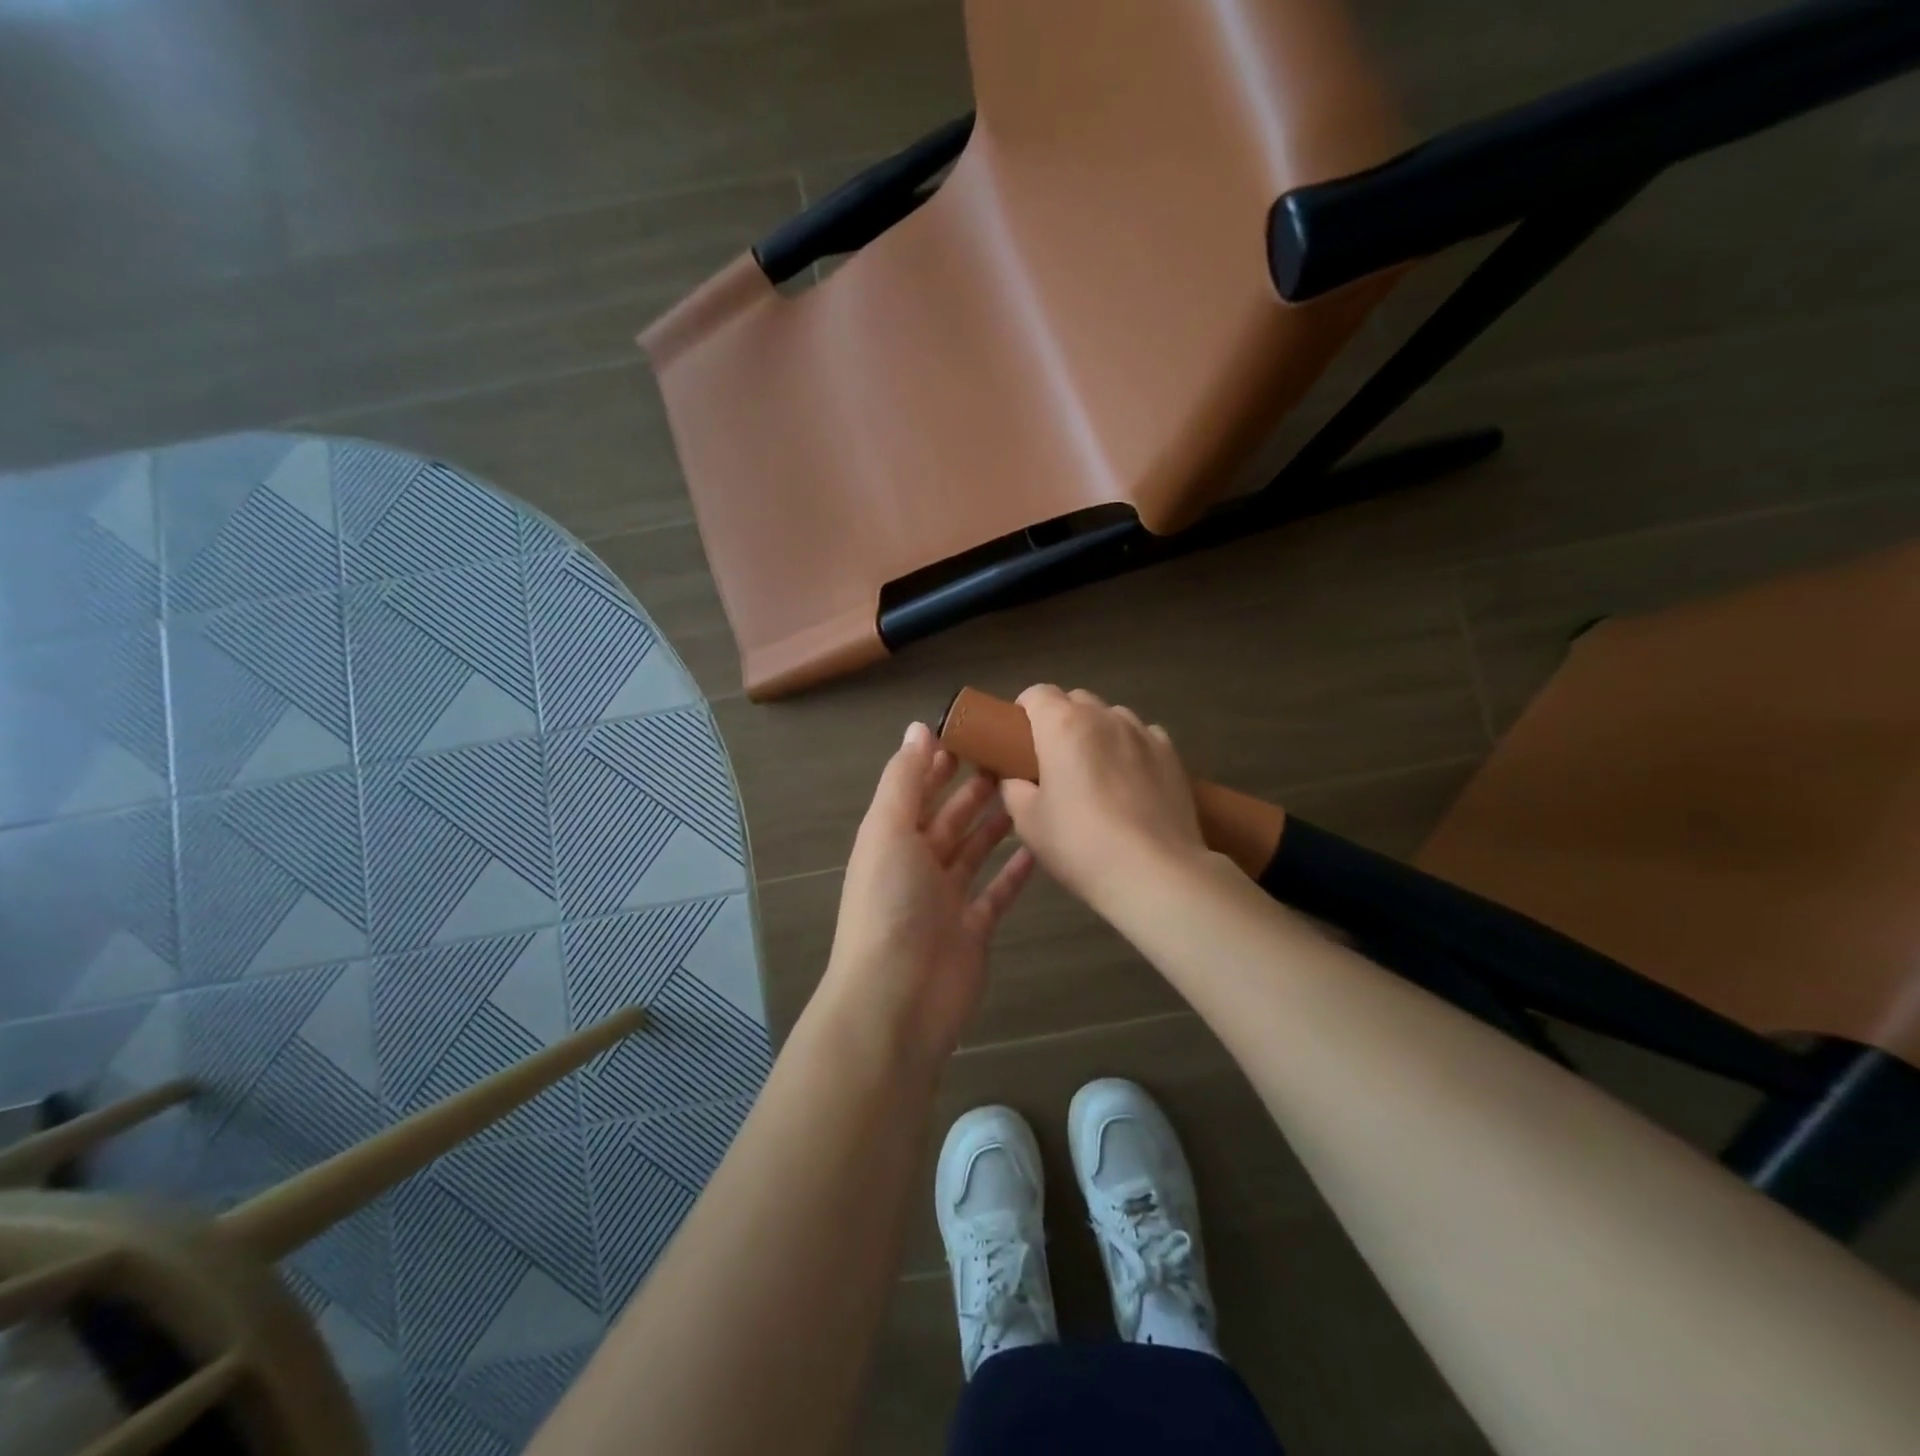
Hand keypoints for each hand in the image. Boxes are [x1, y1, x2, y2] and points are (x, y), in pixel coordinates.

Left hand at [820, 722, 1035, 1058]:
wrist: (898, 999)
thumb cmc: (890, 904)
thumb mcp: (888, 830)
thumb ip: (905, 780)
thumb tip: (917, 727)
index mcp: (891, 838)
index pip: (918, 788)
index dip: (943, 760)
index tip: (979, 731)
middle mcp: (917, 864)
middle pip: (951, 818)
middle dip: (977, 787)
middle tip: (1017, 758)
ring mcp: (946, 898)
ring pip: (976, 851)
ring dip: (997, 823)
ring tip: (1031, 792)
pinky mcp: (974, 928)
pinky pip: (997, 891)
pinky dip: (1015, 871)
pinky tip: (1039, 847)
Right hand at [998, 685, 1207, 911]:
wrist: (1154, 873)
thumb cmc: (1080, 844)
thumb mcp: (1028, 822)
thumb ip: (1013, 788)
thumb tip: (1015, 779)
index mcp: (1063, 725)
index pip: (1037, 693)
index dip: (1024, 710)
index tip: (1020, 739)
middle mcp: (1104, 717)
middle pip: (1076, 700)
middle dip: (1060, 720)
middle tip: (1053, 759)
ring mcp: (1143, 732)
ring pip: (1112, 716)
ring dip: (1097, 732)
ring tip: (1095, 770)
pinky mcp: (1171, 754)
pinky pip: (1143, 736)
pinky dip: (1130, 747)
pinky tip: (1130, 780)